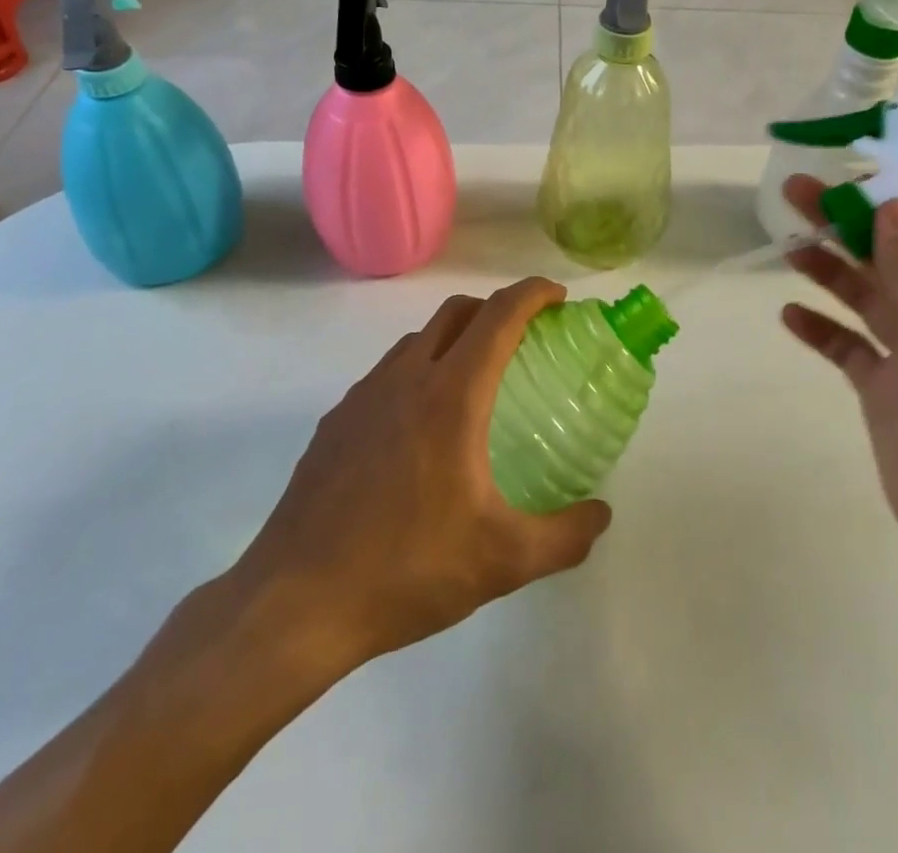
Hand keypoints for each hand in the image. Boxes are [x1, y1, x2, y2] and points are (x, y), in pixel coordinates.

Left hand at [227, 278, 611, 672]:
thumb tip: (601, 516)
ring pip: (416, 339)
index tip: (558, 299)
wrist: (296, 604)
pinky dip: (416, 372)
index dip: (533, 293)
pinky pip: (386, 374)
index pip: (499, 315)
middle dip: (495, 308)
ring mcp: (363, 396)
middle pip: (456, 312)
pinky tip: (419, 430)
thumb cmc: (407, 570)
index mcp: (451, 395)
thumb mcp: (502, 561)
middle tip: (524, 339)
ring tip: (474, 384)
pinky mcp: (335, 421)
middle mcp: (406, 378)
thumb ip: (564, 536)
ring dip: (453, 339)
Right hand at [780, 177, 897, 599]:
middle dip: (847, 224)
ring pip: (865, 298)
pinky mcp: (885, 394)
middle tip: (795, 193)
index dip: (893, 201)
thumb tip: (891, 207)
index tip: (848, 174)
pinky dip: (821, 329)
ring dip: (829, 270)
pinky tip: (789, 314)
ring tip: (788, 245)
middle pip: (889, 258)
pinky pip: (848, 349)